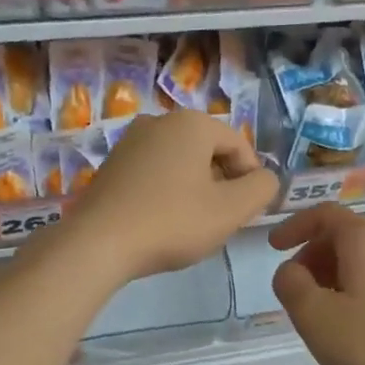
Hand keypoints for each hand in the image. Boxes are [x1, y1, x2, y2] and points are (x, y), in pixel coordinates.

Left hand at [63, 109, 278, 283]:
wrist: (98, 244)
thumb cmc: (172, 222)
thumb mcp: (231, 210)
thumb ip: (261, 188)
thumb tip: (265, 178)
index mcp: (192, 123)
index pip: (239, 145)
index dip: (252, 179)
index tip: (247, 212)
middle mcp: (159, 121)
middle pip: (209, 151)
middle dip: (222, 183)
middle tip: (221, 220)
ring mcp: (130, 141)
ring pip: (181, 163)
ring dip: (195, 189)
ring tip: (192, 224)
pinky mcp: (111, 165)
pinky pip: (154, 173)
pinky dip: (167, 192)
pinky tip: (163, 222)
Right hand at [270, 204, 364, 364]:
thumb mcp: (312, 314)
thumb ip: (290, 283)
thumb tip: (290, 271)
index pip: (324, 214)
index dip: (294, 227)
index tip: (273, 248)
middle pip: (345, 235)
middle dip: (313, 256)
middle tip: (295, 287)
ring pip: (364, 258)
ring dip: (334, 274)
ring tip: (320, 309)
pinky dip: (357, 287)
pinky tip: (352, 322)